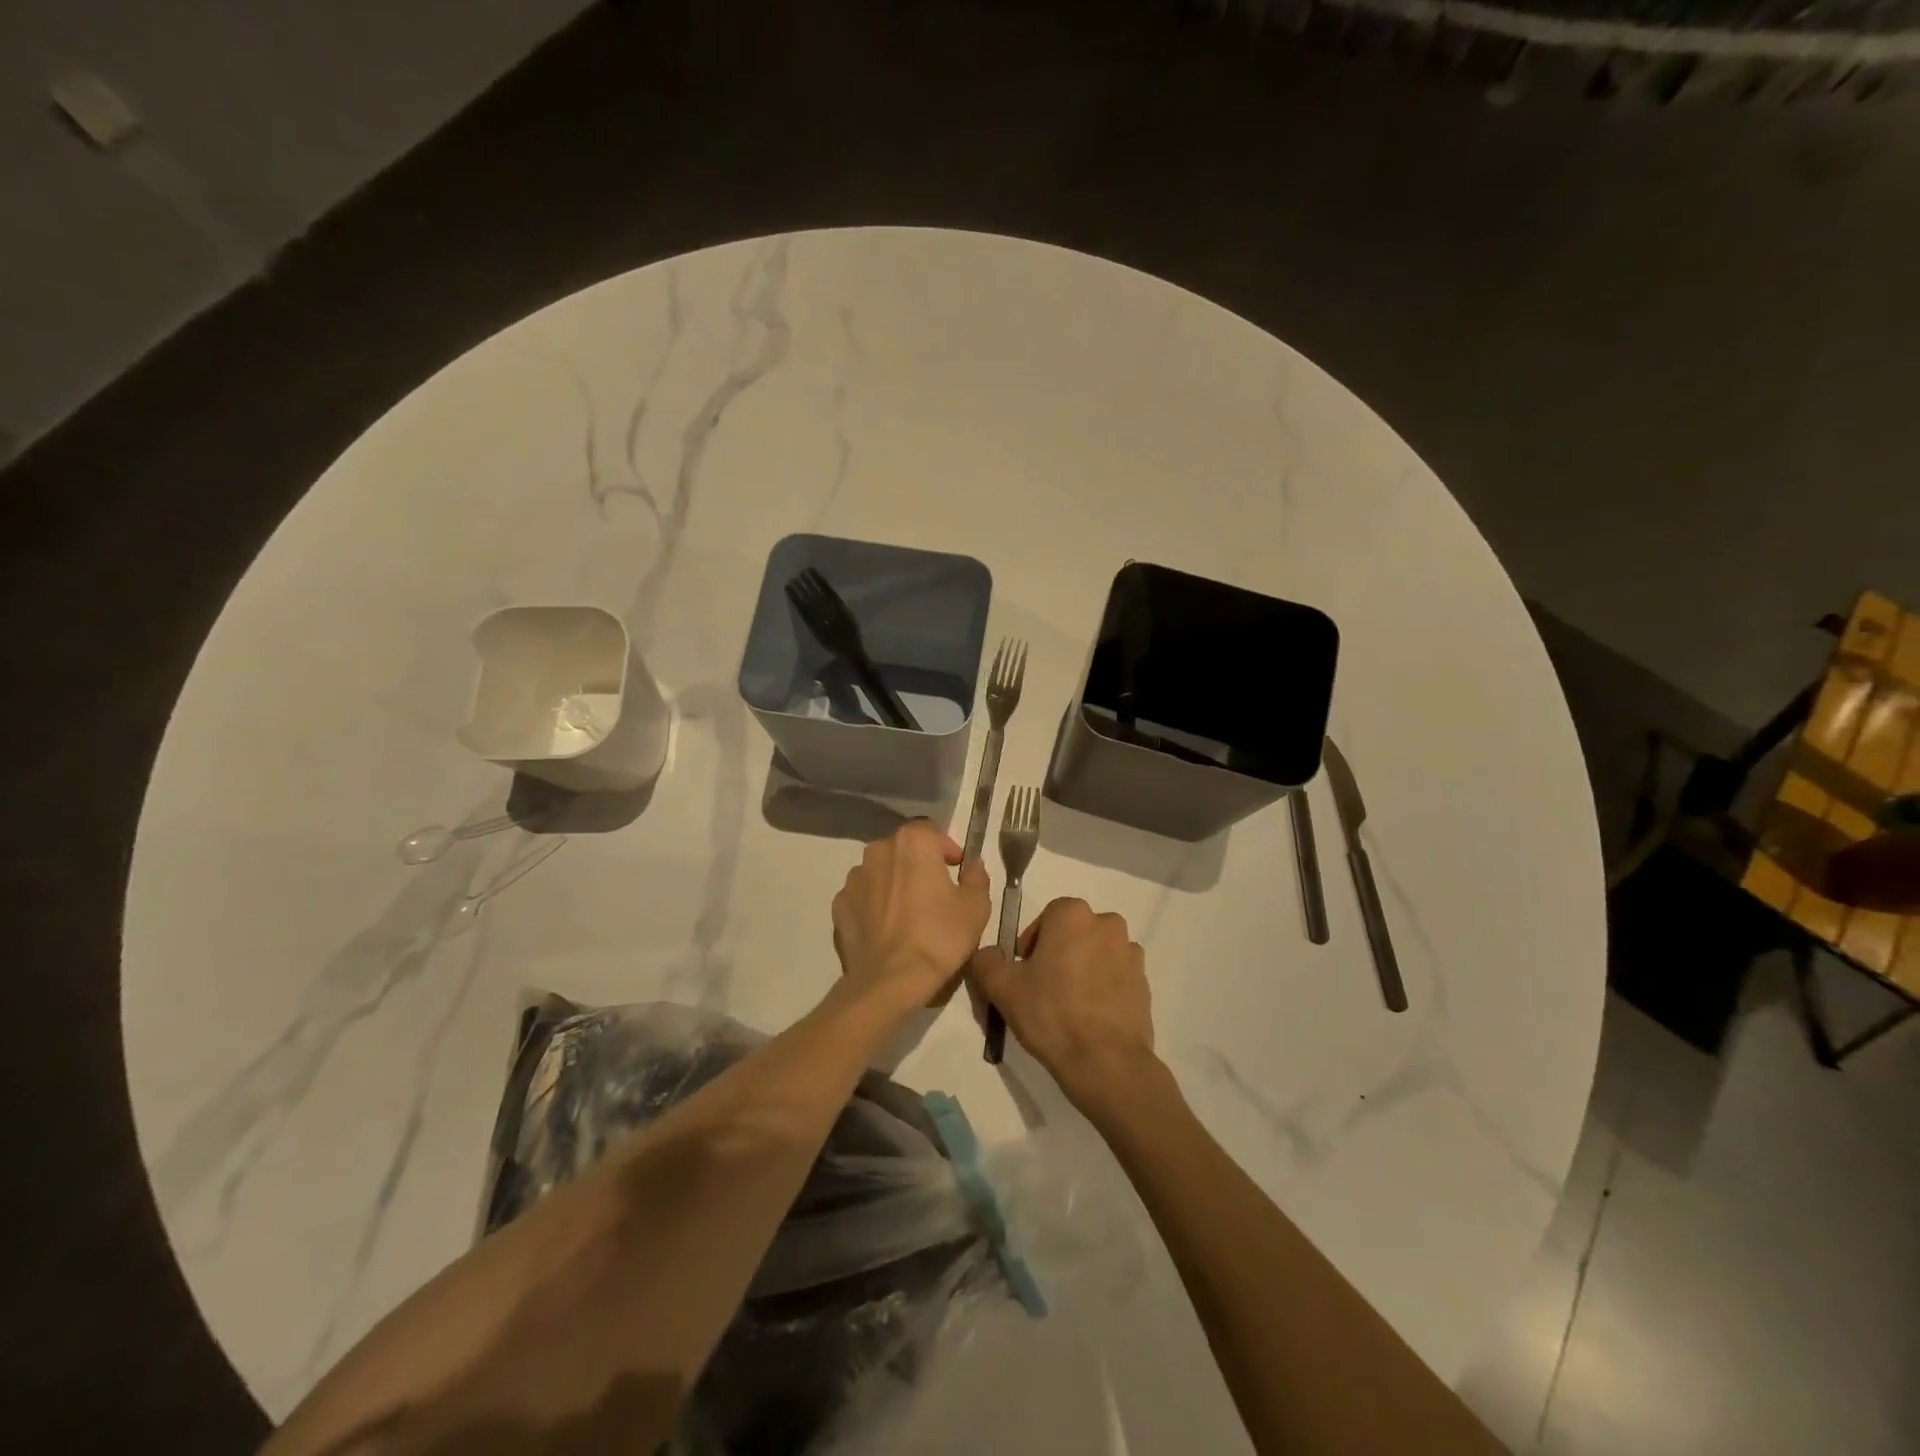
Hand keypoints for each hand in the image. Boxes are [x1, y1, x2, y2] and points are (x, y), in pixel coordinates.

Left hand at [832, 820, 991, 1013]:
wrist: (890, 980)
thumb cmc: (939, 936)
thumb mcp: (976, 906)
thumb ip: (976, 877)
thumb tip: (971, 865)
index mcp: (912, 842)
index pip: (930, 831)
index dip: (945, 848)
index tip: (956, 870)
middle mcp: (878, 851)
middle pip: (902, 849)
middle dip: (918, 864)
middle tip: (934, 892)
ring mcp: (853, 878)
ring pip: (880, 872)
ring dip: (894, 883)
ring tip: (908, 913)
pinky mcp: (838, 905)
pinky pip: (862, 897)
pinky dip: (874, 905)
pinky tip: (886, 929)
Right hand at [968, 898, 1156, 1111]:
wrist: (1106, 1061)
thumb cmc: (1051, 1013)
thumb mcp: (1002, 987)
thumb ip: (986, 961)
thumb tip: (986, 954)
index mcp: (1072, 914)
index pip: (1046, 916)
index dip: (1032, 943)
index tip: (1024, 972)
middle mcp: (1107, 923)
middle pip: (1074, 933)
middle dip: (1058, 953)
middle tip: (1043, 988)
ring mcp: (1131, 953)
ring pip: (1096, 953)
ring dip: (1083, 968)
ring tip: (1068, 1006)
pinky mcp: (1145, 982)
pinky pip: (1116, 976)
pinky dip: (1103, 987)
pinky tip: (1090, 1017)